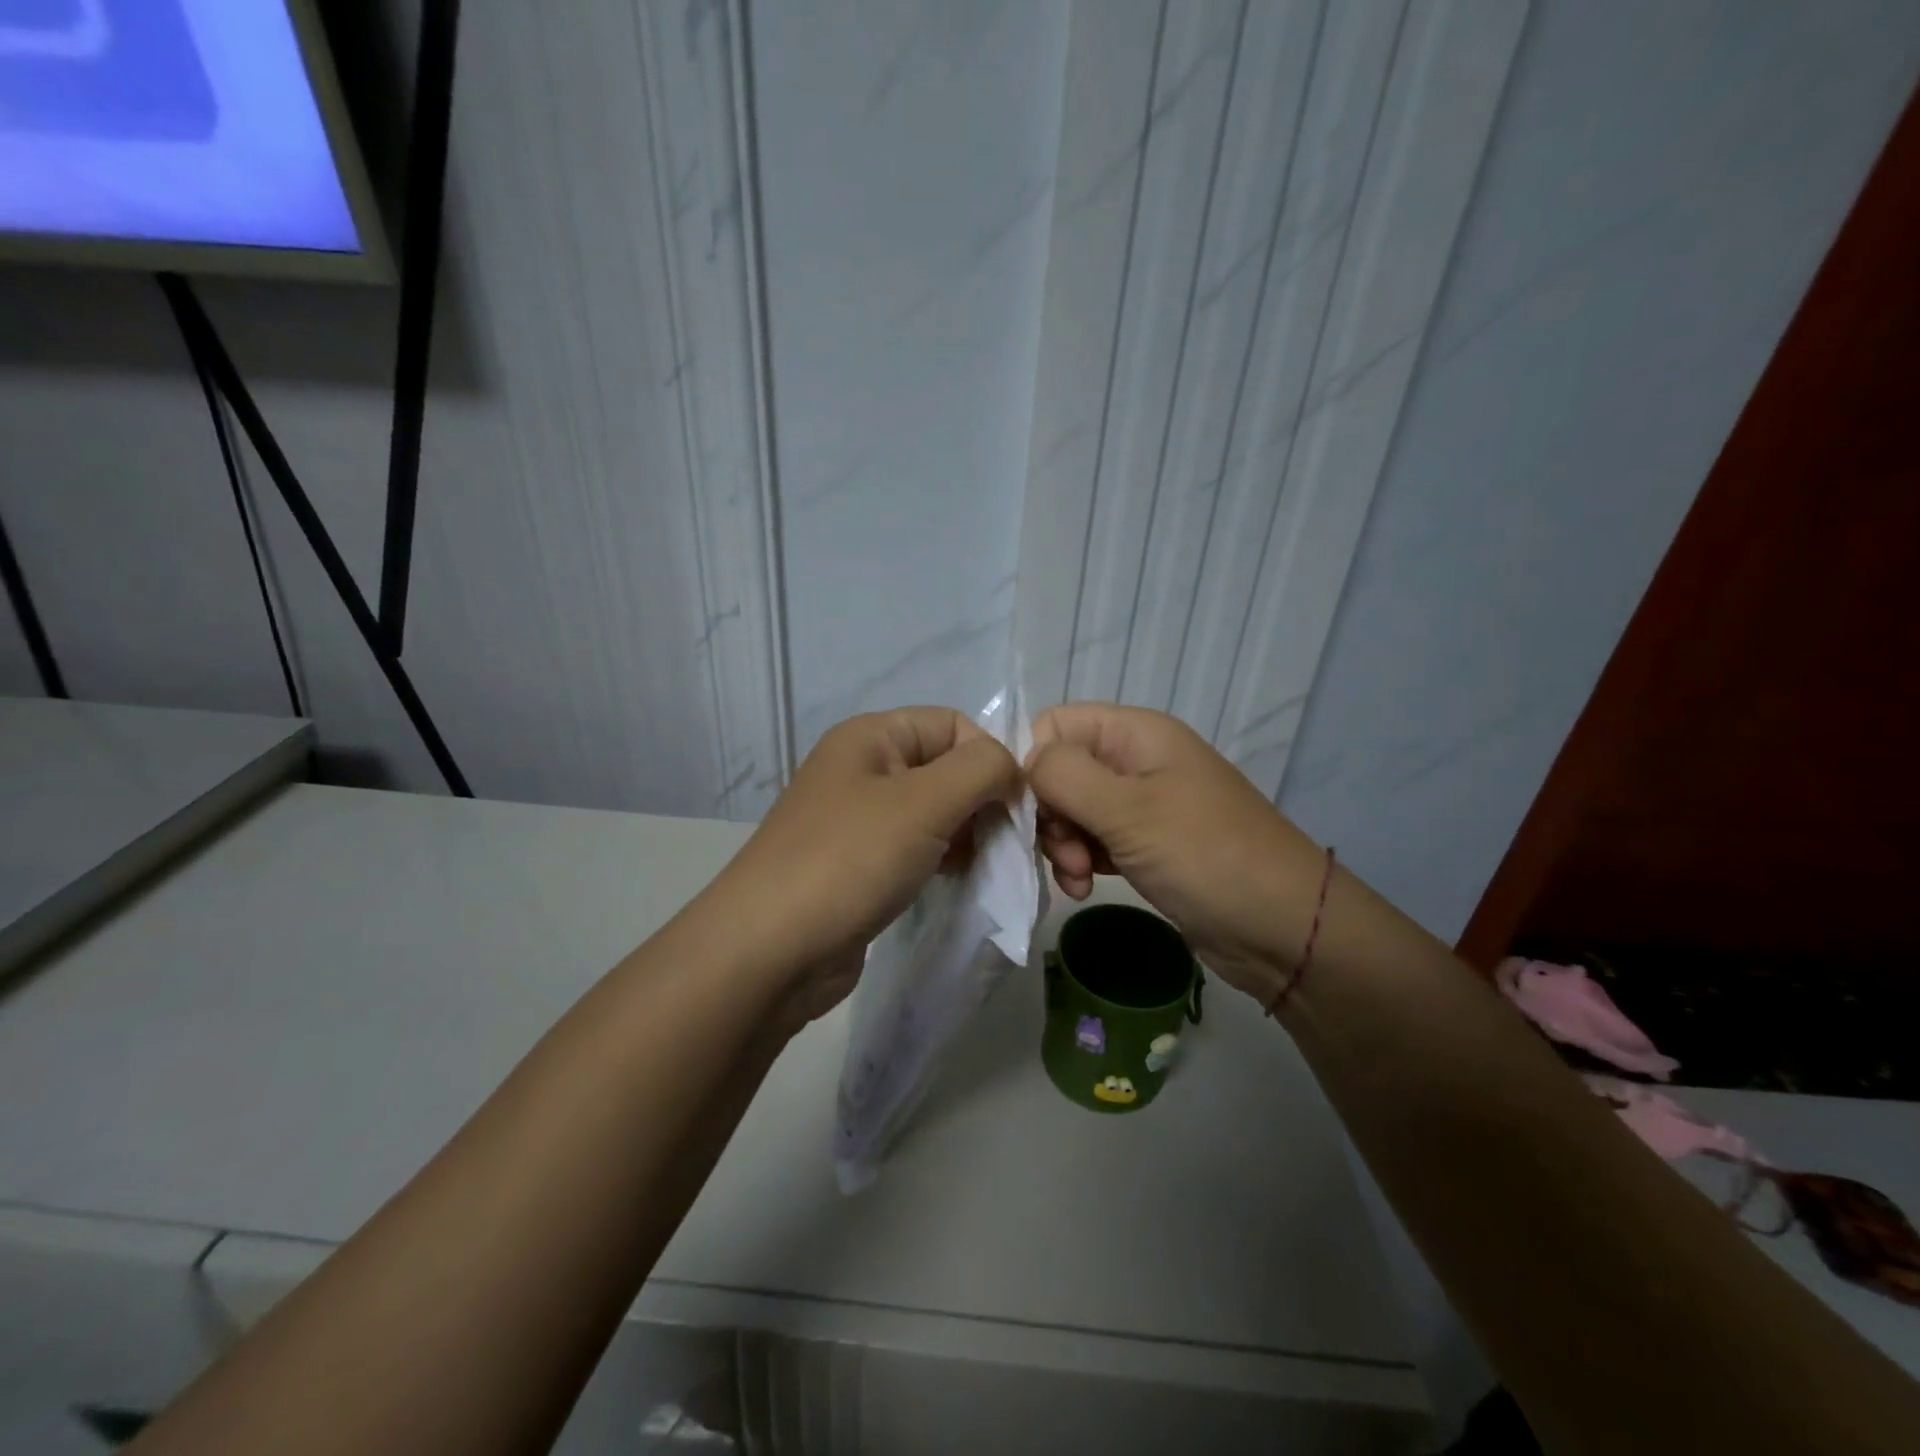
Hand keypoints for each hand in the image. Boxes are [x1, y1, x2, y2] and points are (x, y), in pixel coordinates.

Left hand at [710, 707, 1021, 1015]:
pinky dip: (944, 860)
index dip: (990, 758)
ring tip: (983, 868)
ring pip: (936, 812)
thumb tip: (1011, 769)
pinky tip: (956, 882)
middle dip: (984, 801)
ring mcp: (859, 819)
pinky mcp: (861, 865)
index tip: (1014, 808)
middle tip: (1005, 846)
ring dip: (968, 835)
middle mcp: (864, 769)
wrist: (768, 952)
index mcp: (871, 737)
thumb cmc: (849, 860)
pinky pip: (917, 848)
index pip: (953, 723)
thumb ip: (982, 769)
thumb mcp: (925, 802)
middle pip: (946, 768)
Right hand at [1026, 703, 1326, 999]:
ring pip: (1072, 809)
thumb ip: (1064, 776)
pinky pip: (1093, 840)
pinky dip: (1081, 861)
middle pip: (1059, 770)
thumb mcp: (1129, 811)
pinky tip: (1083, 887)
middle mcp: (1135, 760)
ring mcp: (1142, 804)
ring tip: (1077, 878)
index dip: (1033, 764)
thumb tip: (1024, 762)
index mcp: (1135, 733)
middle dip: (1050, 813)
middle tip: (1065, 854)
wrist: (1283, 929)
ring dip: (1062, 843)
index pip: (1054, 726)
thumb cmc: (1206, 856)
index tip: (1033, 812)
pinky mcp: (1146, 844)